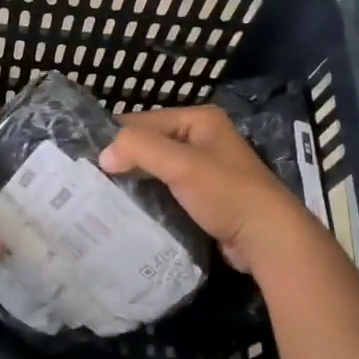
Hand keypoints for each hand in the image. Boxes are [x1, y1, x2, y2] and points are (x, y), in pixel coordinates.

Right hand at [99, 106, 328, 277]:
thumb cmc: (225, 192)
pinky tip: (132, 210)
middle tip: (94, 180)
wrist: (268, 239)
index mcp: (200, 119)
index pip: (145, 120)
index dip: (119, 138)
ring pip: (158, 169)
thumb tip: (104, 156)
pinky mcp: (206, 197)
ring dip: (137, 181)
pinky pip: (169, 190)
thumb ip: (139, 149)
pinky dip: (152, 197)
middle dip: (126, 160)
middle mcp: (203, 138)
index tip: (90, 160)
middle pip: (152, 144)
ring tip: (105, 196)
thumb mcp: (180, 163)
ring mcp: (206, 169)